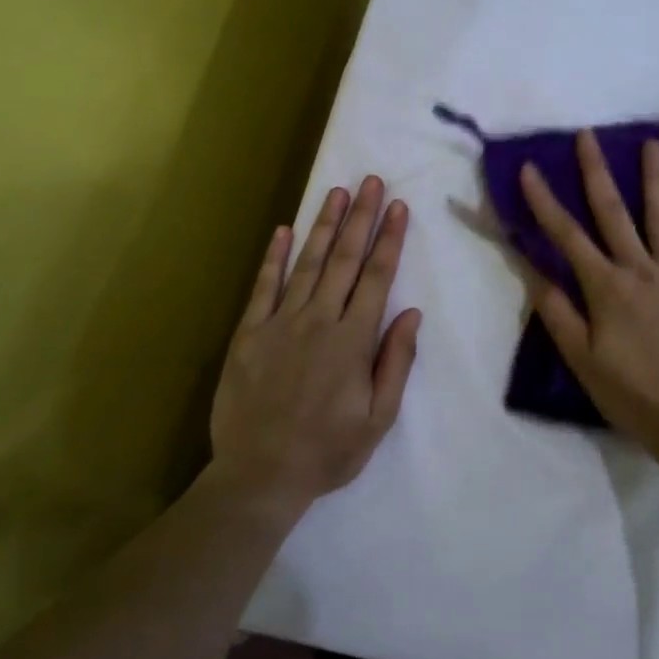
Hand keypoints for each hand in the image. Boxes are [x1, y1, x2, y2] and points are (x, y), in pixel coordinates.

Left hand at [209, 177, 422, 511]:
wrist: (259, 476)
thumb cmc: (328, 451)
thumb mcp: (378, 418)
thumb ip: (395, 362)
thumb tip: (410, 313)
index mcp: (352, 341)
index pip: (376, 278)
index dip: (388, 240)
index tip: (397, 207)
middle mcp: (318, 321)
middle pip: (344, 260)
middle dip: (360, 218)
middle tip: (370, 181)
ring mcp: (279, 324)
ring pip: (307, 264)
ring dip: (324, 226)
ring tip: (337, 192)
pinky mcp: (248, 334)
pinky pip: (263, 287)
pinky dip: (274, 257)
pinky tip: (284, 230)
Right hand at [518, 130, 658, 447]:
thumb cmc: (630, 392)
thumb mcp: (582, 359)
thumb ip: (558, 312)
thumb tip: (535, 271)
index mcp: (606, 287)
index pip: (567, 236)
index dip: (544, 201)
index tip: (528, 168)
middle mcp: (640, 270)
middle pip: (614, 213)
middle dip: (596, 172)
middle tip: (588, 136)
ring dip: (654, 179)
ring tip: (651, 143)